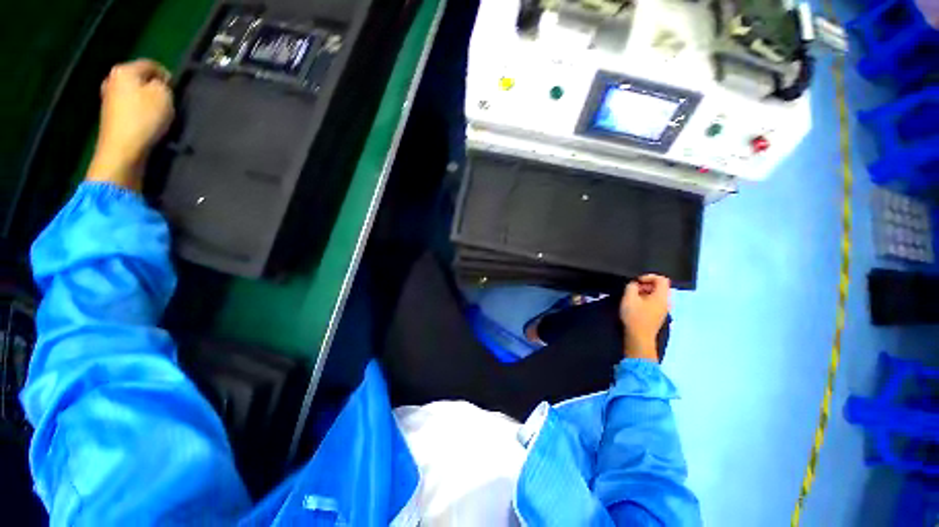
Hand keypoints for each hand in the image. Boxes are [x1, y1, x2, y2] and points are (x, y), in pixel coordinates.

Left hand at [86, 59, 174, 190]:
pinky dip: (139, 112)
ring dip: (146, 101)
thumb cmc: (144, 118)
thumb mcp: (164, 96)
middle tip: (168, 103)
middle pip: (139, 79)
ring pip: (133, 93)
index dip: (167, 76)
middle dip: (153, 88)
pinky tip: (147, 123)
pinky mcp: (109, 116)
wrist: (122, 149)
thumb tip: (160, 83)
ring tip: (159, 115)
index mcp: (124, 70)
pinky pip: (129, 107)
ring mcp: (108, 98)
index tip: (177, 91)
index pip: (151, 65)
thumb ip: (164, 84)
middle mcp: (112, 79)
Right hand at [619, 274, 670, 361]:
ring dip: (645, 293)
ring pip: (656, 295)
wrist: (639, 338)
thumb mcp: (629, 298)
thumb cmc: (635, 316)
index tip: (637, 281)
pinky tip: (636, 306)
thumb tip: (635, 284)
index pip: (662, 279)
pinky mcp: (658, 316)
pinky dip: (646, 300)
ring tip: (632, 297)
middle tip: (633, 289)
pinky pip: (655, 303)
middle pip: (660, 287)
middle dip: (646, 285)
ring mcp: (663, 310)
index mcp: (662, 296)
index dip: (649, 276)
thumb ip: (632, 286)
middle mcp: (666, 302)